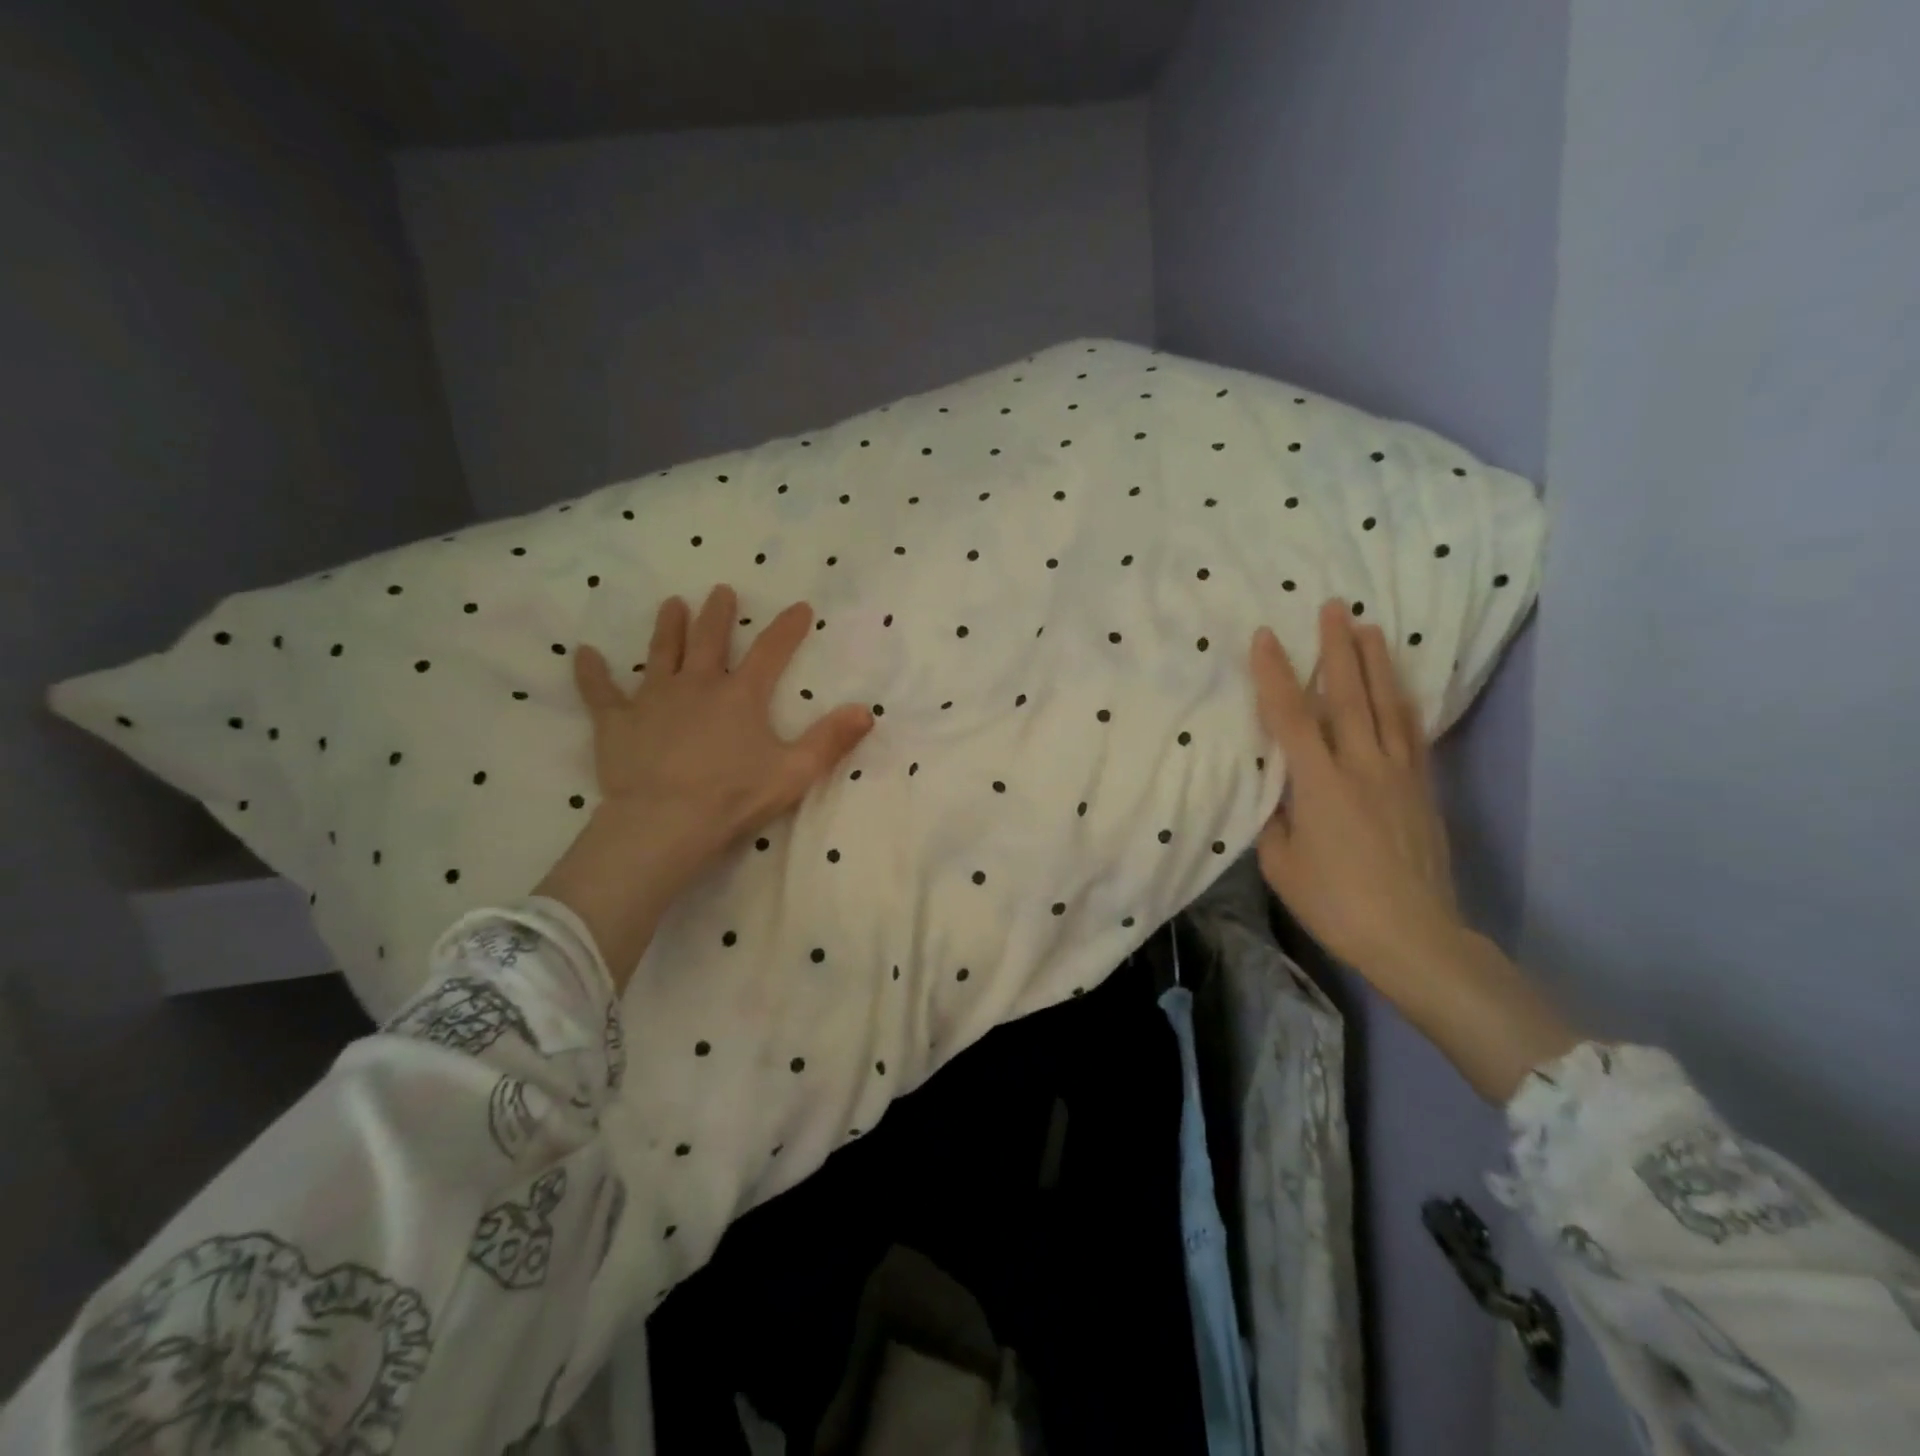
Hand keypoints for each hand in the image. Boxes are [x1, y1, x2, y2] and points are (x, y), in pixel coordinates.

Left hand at [537, 586, 872, 986]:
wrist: (665, 822)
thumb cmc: (734, 797)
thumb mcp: (795, 771)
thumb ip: (830, 740)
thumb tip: (866, 710)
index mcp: (740, 695)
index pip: (771, 652)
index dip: (787, 628)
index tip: (800, 607)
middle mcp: (697, 685)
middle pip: (710, 640)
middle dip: (718, 614)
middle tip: (721, 591)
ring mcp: (653, 699)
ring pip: (661, 653)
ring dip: (669, 627)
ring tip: (672, 604)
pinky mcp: (616, 721)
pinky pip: (600, 692)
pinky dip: (591, 672)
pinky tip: (582, 653)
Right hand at [1250, 601, 1576, 1101]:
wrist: (1414, 936)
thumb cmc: (1335, 903)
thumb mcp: (1281, 864)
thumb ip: (1275, 818)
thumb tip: (1277, 790)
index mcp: (1319, 784)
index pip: (1291, 715)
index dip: (1275, 673)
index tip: (1265, 636)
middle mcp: (1361, 766)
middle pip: (1348, 695)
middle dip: (1337, 647)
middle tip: (1333, 606)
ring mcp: (1399, 774)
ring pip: (1387, 705)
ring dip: (1376, 663)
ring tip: (1370, 627)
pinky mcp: (1423, 789)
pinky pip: (1412, 732)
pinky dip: (1403, 701)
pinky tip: (1399, 686)